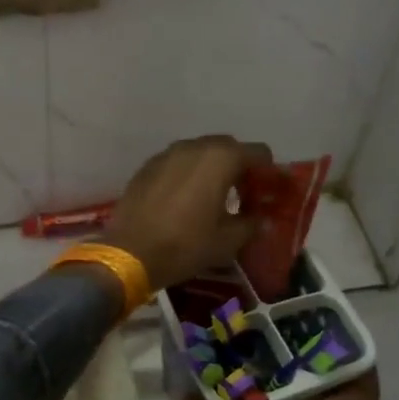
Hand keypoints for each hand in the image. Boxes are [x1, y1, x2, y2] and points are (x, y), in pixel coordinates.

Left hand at [100, 135, 270, 292]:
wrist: (130, 252)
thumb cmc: (186, 245)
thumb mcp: (228, 241)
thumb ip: (251, 223)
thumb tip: (259, 218)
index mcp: (221, 158)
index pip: (258, 152)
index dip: (268, 172)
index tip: (267, 193)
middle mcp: (194, 146)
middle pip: (228, 147)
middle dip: (239, 167)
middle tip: (242, 195)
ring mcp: (167, 154)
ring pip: (199, 152)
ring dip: (211, 169)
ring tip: (212, 198)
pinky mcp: (147, 166)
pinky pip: (176, 163)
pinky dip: (187, 174)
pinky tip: (183, 200)